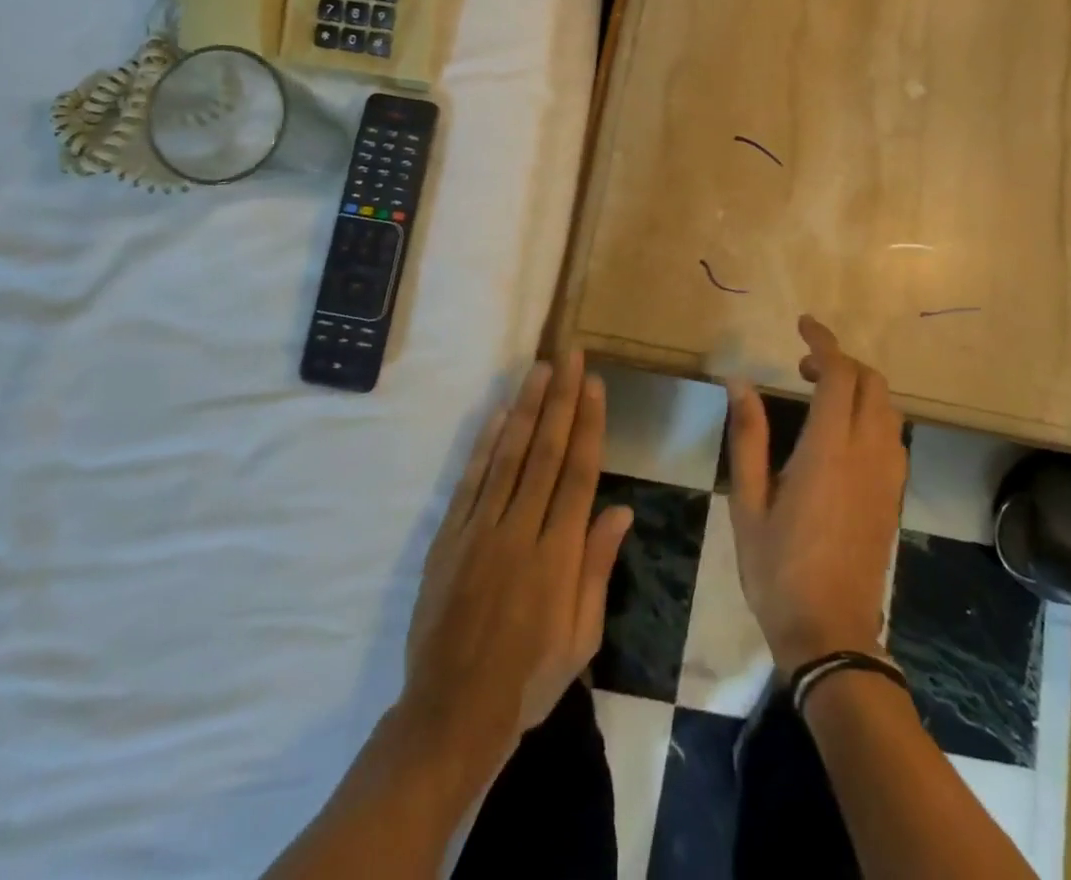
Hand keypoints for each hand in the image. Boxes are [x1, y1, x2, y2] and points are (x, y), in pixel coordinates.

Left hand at [399, 354, 633, 764]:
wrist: (451, 714)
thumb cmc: (529, 678)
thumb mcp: (581, 636)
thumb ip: (597, 567)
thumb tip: (621, 510)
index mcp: (558, 555)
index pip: (579, 474)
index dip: (588, 424)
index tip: (594, 385)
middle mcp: (520, 531)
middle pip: (546, 452)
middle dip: (561, 399)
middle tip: (570, 357)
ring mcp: (480, 531)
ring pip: (509, 456)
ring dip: (526, 408)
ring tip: (540, 369)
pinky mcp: (449, 538)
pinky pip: (471, 481)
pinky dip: (486, 444)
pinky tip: (500, 415)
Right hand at [724, 316, 907, 672]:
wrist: (832, 634)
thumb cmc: (778, 568)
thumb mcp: (747, 501)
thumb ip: (748, 436)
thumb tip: (739, 382)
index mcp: (829, 450)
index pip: (839, 374)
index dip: (823, 342)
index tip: (803, 325)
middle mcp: (868, 452)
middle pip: (871, 382)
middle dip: (841, 361)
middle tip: (803, 368)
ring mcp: (888, 475)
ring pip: (886, 406)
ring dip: (858, 386)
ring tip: (819, 395)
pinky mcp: (894, 494)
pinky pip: (892, 434)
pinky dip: (870, 413)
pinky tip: (841, 432)